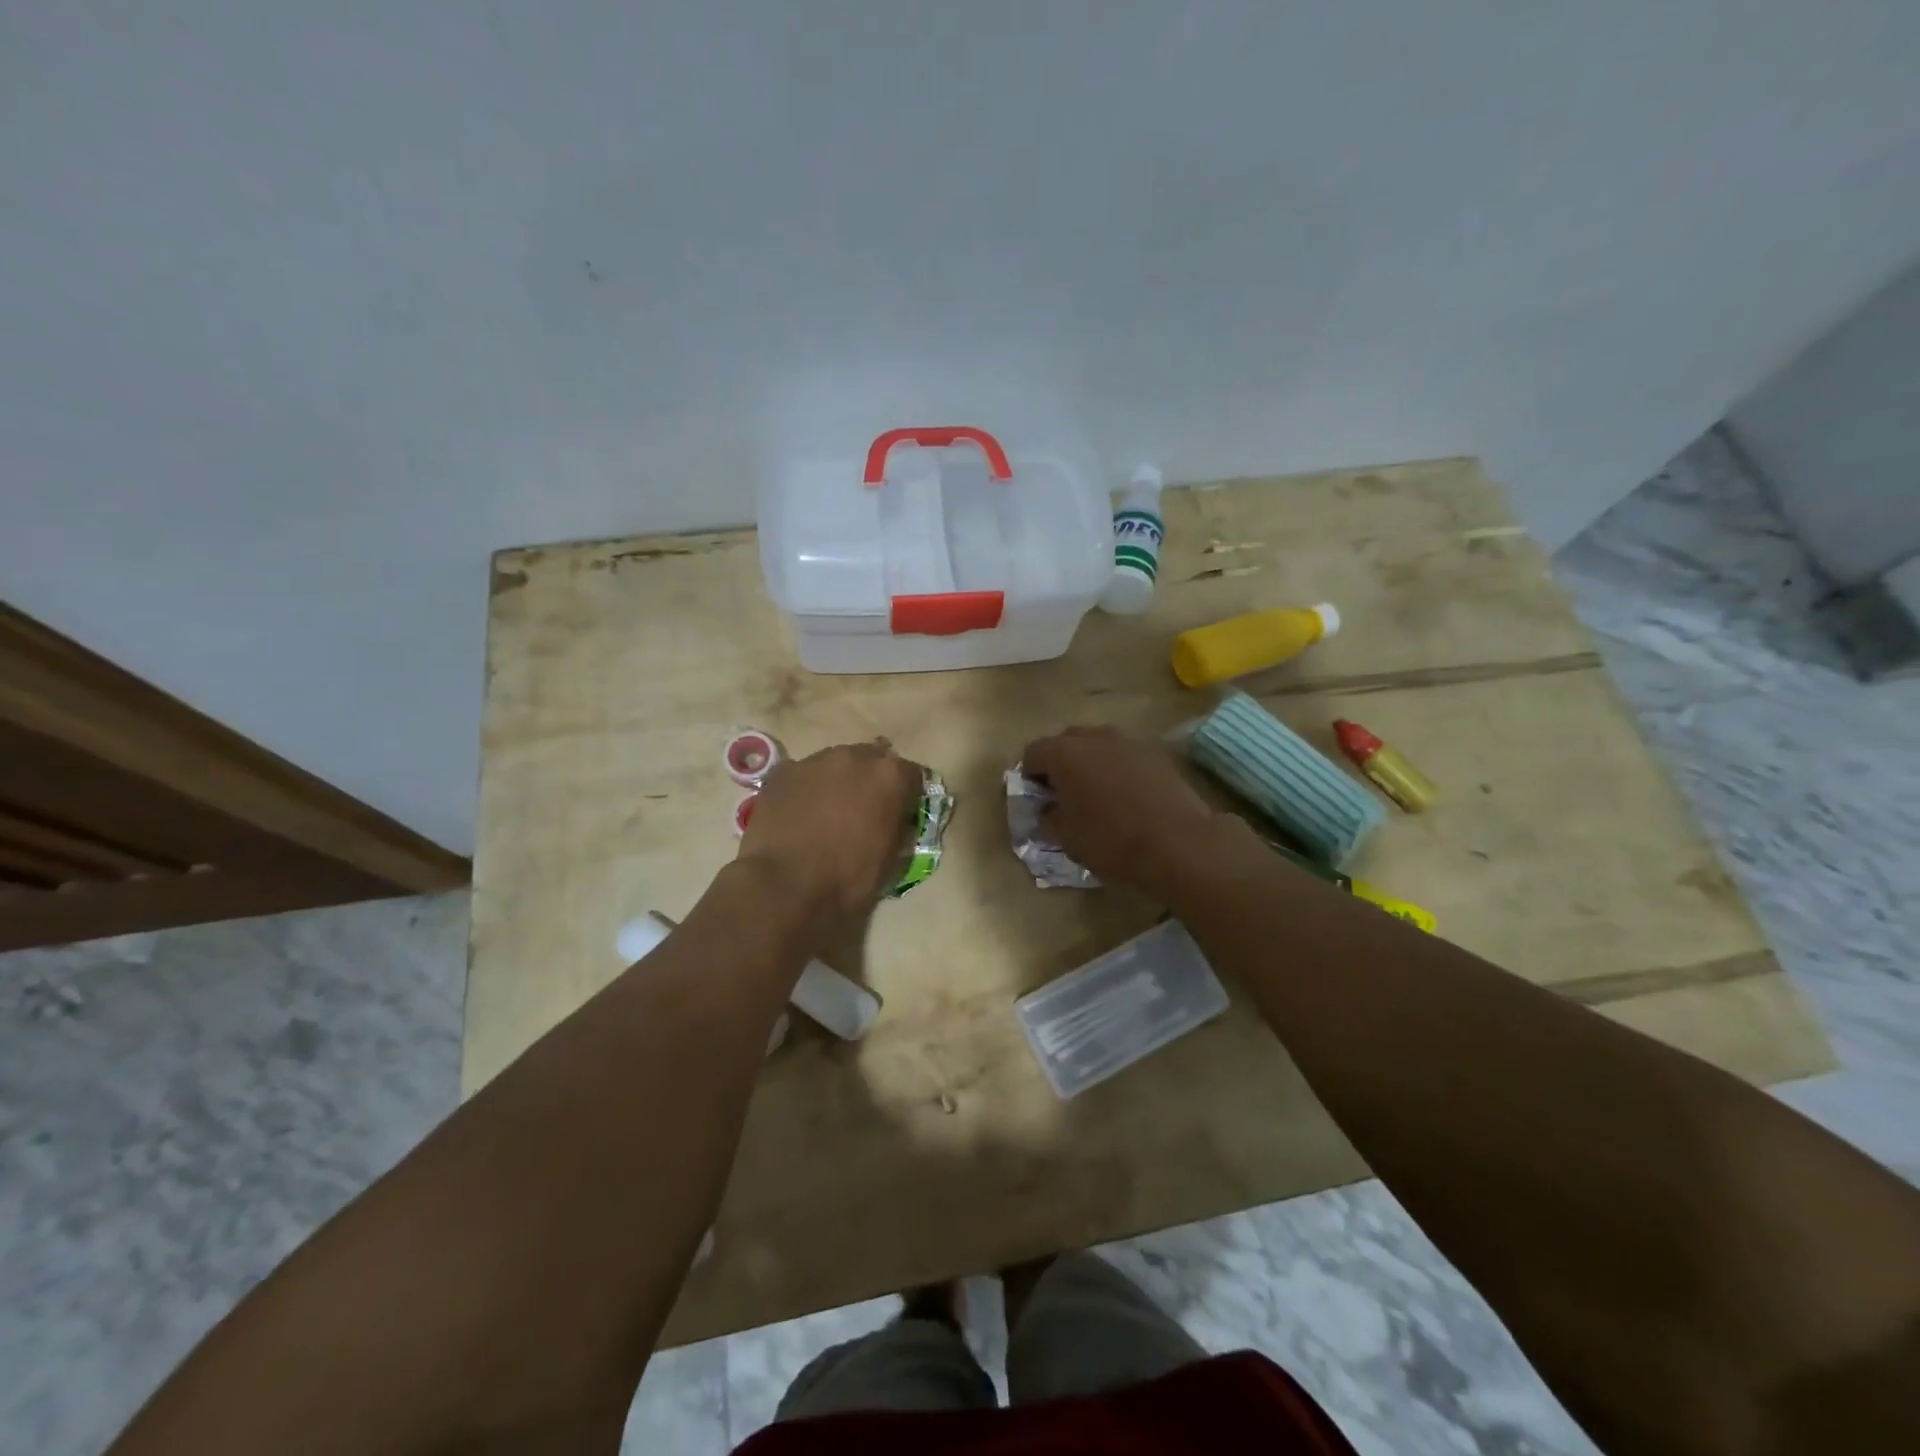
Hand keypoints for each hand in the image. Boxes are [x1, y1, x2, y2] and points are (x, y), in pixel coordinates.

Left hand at [736, 741, 922, 921]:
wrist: (783, 888)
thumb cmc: (847, 880)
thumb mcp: (892, 861)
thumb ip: (900, 829)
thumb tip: (899, 821)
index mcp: (890, 777)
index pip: (913, 774)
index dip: (908, 795)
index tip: (902, 813)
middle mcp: (855, 757)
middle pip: (872, 760)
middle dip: (871, 781)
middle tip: (864, 810)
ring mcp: (814, 761)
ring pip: (835, 764)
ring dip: (838, 782)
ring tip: (828, 813)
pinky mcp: (781, 772)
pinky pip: (803, 776)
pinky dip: (806, 790)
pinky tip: (799, 815)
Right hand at [1020, 726, 1234, 902]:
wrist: (1178, 843)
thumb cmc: (1112, 841)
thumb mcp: (1066, 838)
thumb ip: (1048, 818)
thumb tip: (1047, 811)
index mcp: (1064, 754)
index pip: (1032, 753)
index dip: (1029, 776)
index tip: (1037, 800)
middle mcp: (1094, 737)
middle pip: (1065, 742)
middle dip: (1060, 765)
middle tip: (1065, 795)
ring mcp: (1128, 741)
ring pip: (1097, 746)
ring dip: (1091, 764)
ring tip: (1097, 795)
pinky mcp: (1155, 753)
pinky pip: (1124, 755)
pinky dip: (1118, 769)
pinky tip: (1127, 797)